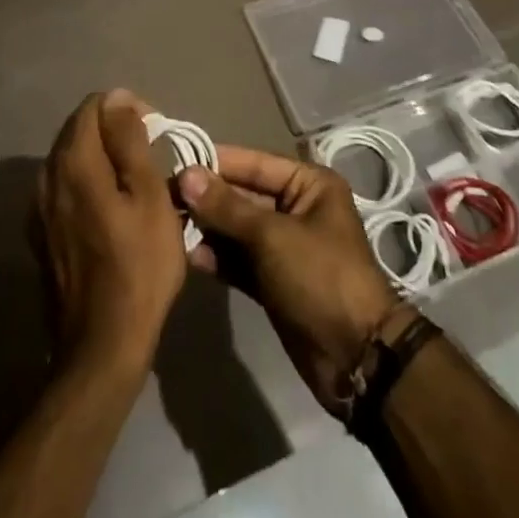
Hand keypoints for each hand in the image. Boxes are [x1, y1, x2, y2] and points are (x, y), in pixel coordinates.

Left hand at [36, 91, 187, 376]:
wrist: (102, 346)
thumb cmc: (139, 266)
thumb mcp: (149, 195)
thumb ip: (130, 141)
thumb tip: (118, 98)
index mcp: (73, 162)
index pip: (94, 105)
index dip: (127, 110)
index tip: (154, 136)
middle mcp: (46, 177)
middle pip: (79, 130)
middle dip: (114, 131)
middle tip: (150, 160)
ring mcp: (38, 209)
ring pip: (71, 159)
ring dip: (102, 158)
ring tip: (135, 184)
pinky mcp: (41, 235)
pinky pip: (65, 188)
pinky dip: (89, 183)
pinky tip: (112, 210)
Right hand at [178, 148, 414, 414]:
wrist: (355, 356)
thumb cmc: (320, 277)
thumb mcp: (272, 236)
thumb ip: (227, 207)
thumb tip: (186, 174)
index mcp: (309, 184)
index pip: (255, 164)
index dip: (217, 163)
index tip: (175, 161)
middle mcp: (297, 208)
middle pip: (244, 195)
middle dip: (208, 198)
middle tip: (164, 197)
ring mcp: (285, 247)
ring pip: (238, 229)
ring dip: (208, 229)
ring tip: (168, 226)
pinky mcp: (274, 281)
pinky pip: (240, 260)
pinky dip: (218, 257)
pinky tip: (187, 256)